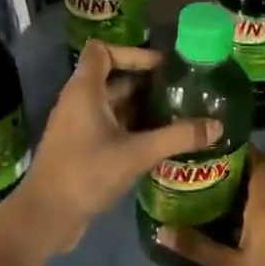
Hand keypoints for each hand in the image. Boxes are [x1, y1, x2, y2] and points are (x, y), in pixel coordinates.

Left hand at [16, 41, 220, 255]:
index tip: (162, 67)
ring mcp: (77, 127)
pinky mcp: (80, 149)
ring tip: (177, 115)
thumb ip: (177, 137)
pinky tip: (159, 142)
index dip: (132, 52)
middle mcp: (78, 102)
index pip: (103, 51)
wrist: (47, 214)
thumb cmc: (86, 173)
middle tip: (181, 91)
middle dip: (145, 83)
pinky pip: (109, 128)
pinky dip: (132, 129)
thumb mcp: (136, 153)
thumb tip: (218, 126)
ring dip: (141, 108)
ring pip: (112, 106)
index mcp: (84, 90)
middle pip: (112, 79)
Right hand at [157, 148, 264, 265]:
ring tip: (205, 198)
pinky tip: (224, 231)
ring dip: (238, 201)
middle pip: (259, 187)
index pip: (261, 169)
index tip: (222, 141)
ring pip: (260, 209)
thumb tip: (162, 228)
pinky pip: (263, 227)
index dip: (246, 151)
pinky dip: (244, 222)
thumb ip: (195, 246)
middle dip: (234, 176)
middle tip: (201, 171)